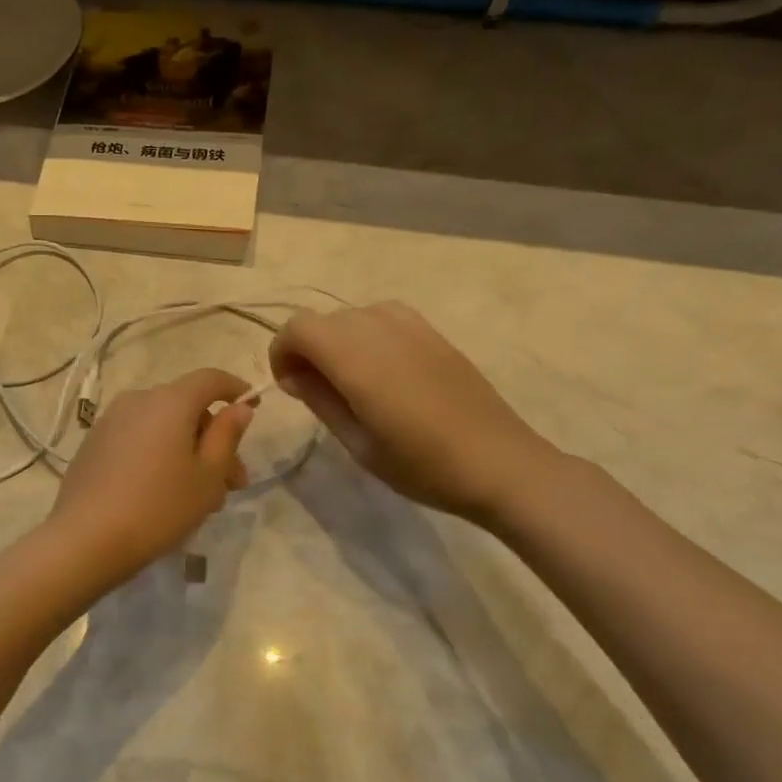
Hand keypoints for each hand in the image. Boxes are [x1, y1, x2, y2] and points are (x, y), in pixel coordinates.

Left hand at [49, 368, 253, 587]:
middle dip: (214, 439)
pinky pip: (138, 439)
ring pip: (162, 427)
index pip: (210, 378)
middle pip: (187, 407)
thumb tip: (238, 408)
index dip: (235, 389)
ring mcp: (110, 422)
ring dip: (188, 452)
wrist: (85, 539)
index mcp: (170, 401)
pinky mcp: (93, 445)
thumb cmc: (159, 507)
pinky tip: (164, 494)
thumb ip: (227, 436)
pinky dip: (159, 455)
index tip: (252, 407)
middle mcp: (138, 400)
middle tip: (233, 483)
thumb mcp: (207, 476)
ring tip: (201, 498)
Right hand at [269, 302, 557, 524]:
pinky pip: (383, 318)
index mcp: (356, 358)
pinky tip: (382, 372)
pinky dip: (366, 336)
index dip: (282, 353)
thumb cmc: (422, 465)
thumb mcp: (358, 443)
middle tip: (315, 392)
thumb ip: (320, 400)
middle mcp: (380, 329)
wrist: (500, 463)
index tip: (289, 387)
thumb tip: (294, 375)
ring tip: (349, 381)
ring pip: (352, 316)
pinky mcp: (433, 333)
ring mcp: (411, 326)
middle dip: (307, 349)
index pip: (298, 328)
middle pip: (322, 320)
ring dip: (337, 341)